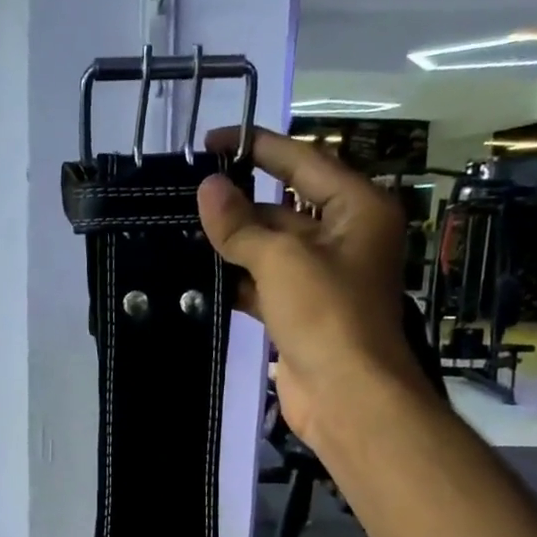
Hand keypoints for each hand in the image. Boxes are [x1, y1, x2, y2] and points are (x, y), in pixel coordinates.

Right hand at [197, 126, 423, 448]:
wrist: (347, 395)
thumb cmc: (327, 313)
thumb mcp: (282, 259)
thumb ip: (241, 224)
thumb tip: (207, 188)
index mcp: (357, 208)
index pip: (303, 161)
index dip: (258, 147)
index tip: (213, 141)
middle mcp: (343, 237)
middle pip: (284, 206)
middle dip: (238, 203)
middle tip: (186, 193)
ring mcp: (320, 277)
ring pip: (268, 248)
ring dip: (231, 243)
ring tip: (180, 228)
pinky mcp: (299, 311)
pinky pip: (261, 284)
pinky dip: (234, 279)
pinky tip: (195, 273)